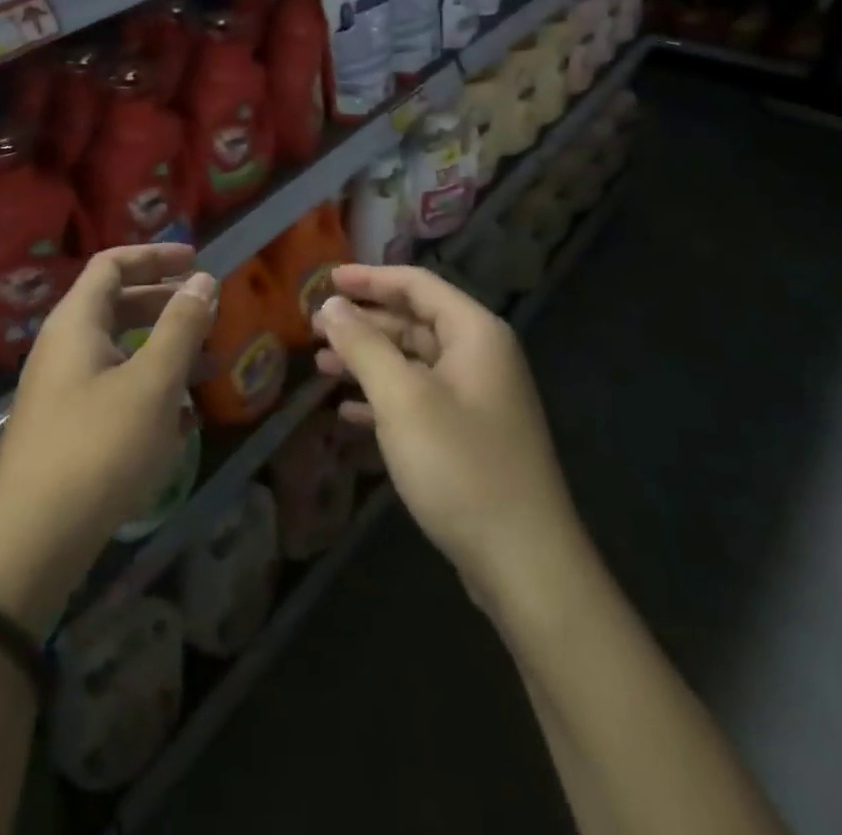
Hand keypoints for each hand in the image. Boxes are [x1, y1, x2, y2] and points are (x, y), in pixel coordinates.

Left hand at [0, 244, 215, 631]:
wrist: (32, 542)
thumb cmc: (98, 448)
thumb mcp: (152, 383)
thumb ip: (181, 326)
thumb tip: (204, 280)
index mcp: (75, 323)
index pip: (112, 264)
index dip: (155, 256)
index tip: (197, 260)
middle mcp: (62, 347)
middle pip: (115, 304)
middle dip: (163, 302)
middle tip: (206, 310)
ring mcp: (60, 390)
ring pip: (117, 350)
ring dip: (162, 349)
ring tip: (206, 364)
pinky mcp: (66, 428)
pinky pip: (112, 388)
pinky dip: (147, 387)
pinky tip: (181, 419)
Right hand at [313, 264, 579, 609]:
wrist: (525, 564)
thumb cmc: (460, 466)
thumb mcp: (402, 398)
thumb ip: (364, 345)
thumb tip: (332, 305)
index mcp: (474, 333)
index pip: (417, 284)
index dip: (369, 278)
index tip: (325, 279)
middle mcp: (480, 356)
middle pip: (414, 320)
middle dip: (364, 321)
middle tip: (316, 326)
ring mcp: (477, 398)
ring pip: (413, 362)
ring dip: (368, 360)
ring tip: (322, 365)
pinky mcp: (469, 436)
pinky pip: (419, 399)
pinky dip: (384, 398)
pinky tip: (348, 412)